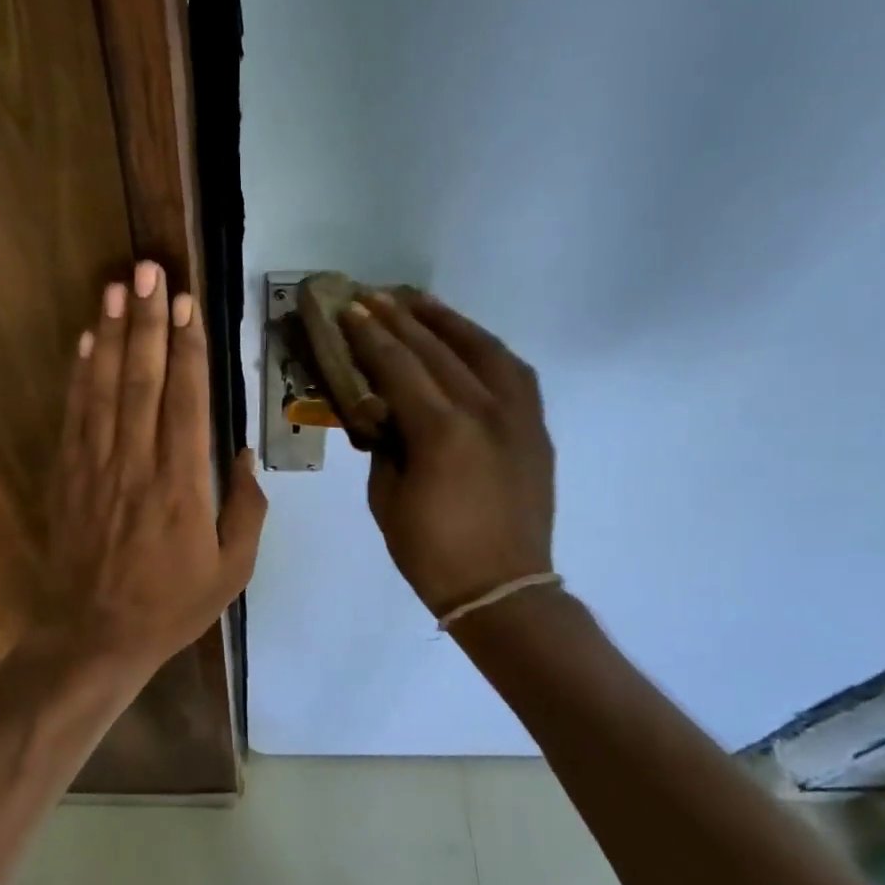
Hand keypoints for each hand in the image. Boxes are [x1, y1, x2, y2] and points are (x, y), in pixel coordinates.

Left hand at [40, 260, 266, 681]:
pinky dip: (79, 374)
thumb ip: (245, 509)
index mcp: (182, 485)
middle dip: (147, 321)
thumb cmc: (172, 604)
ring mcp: (96, 466)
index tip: (188, 304)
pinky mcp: (67, 475)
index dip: (187, 348)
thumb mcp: (233, 570)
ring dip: (111, 334)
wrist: (95, 635)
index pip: (186, 401)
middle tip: (150, 271)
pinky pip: (74, 415)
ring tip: (117, 287)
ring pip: (104, 388)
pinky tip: (85, 340)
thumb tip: (243, 453)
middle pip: (142, 380)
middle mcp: (137, 464)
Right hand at [340, 290, 554, 617]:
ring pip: (483, 350)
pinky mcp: (535, 429)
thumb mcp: (386, 497)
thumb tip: (383, 411)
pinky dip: (486, 349)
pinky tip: (468, 341)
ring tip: (420, 302)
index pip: (399, 366)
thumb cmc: (431, 552)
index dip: (370, 336)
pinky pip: (513, 373)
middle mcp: (484, 411)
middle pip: (437, 350)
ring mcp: (517, 417)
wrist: (502, 589)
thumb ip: (385, 444)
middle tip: (374, 295)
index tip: (350, 310)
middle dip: (401, 318)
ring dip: (448, 322)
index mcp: (441, 432)